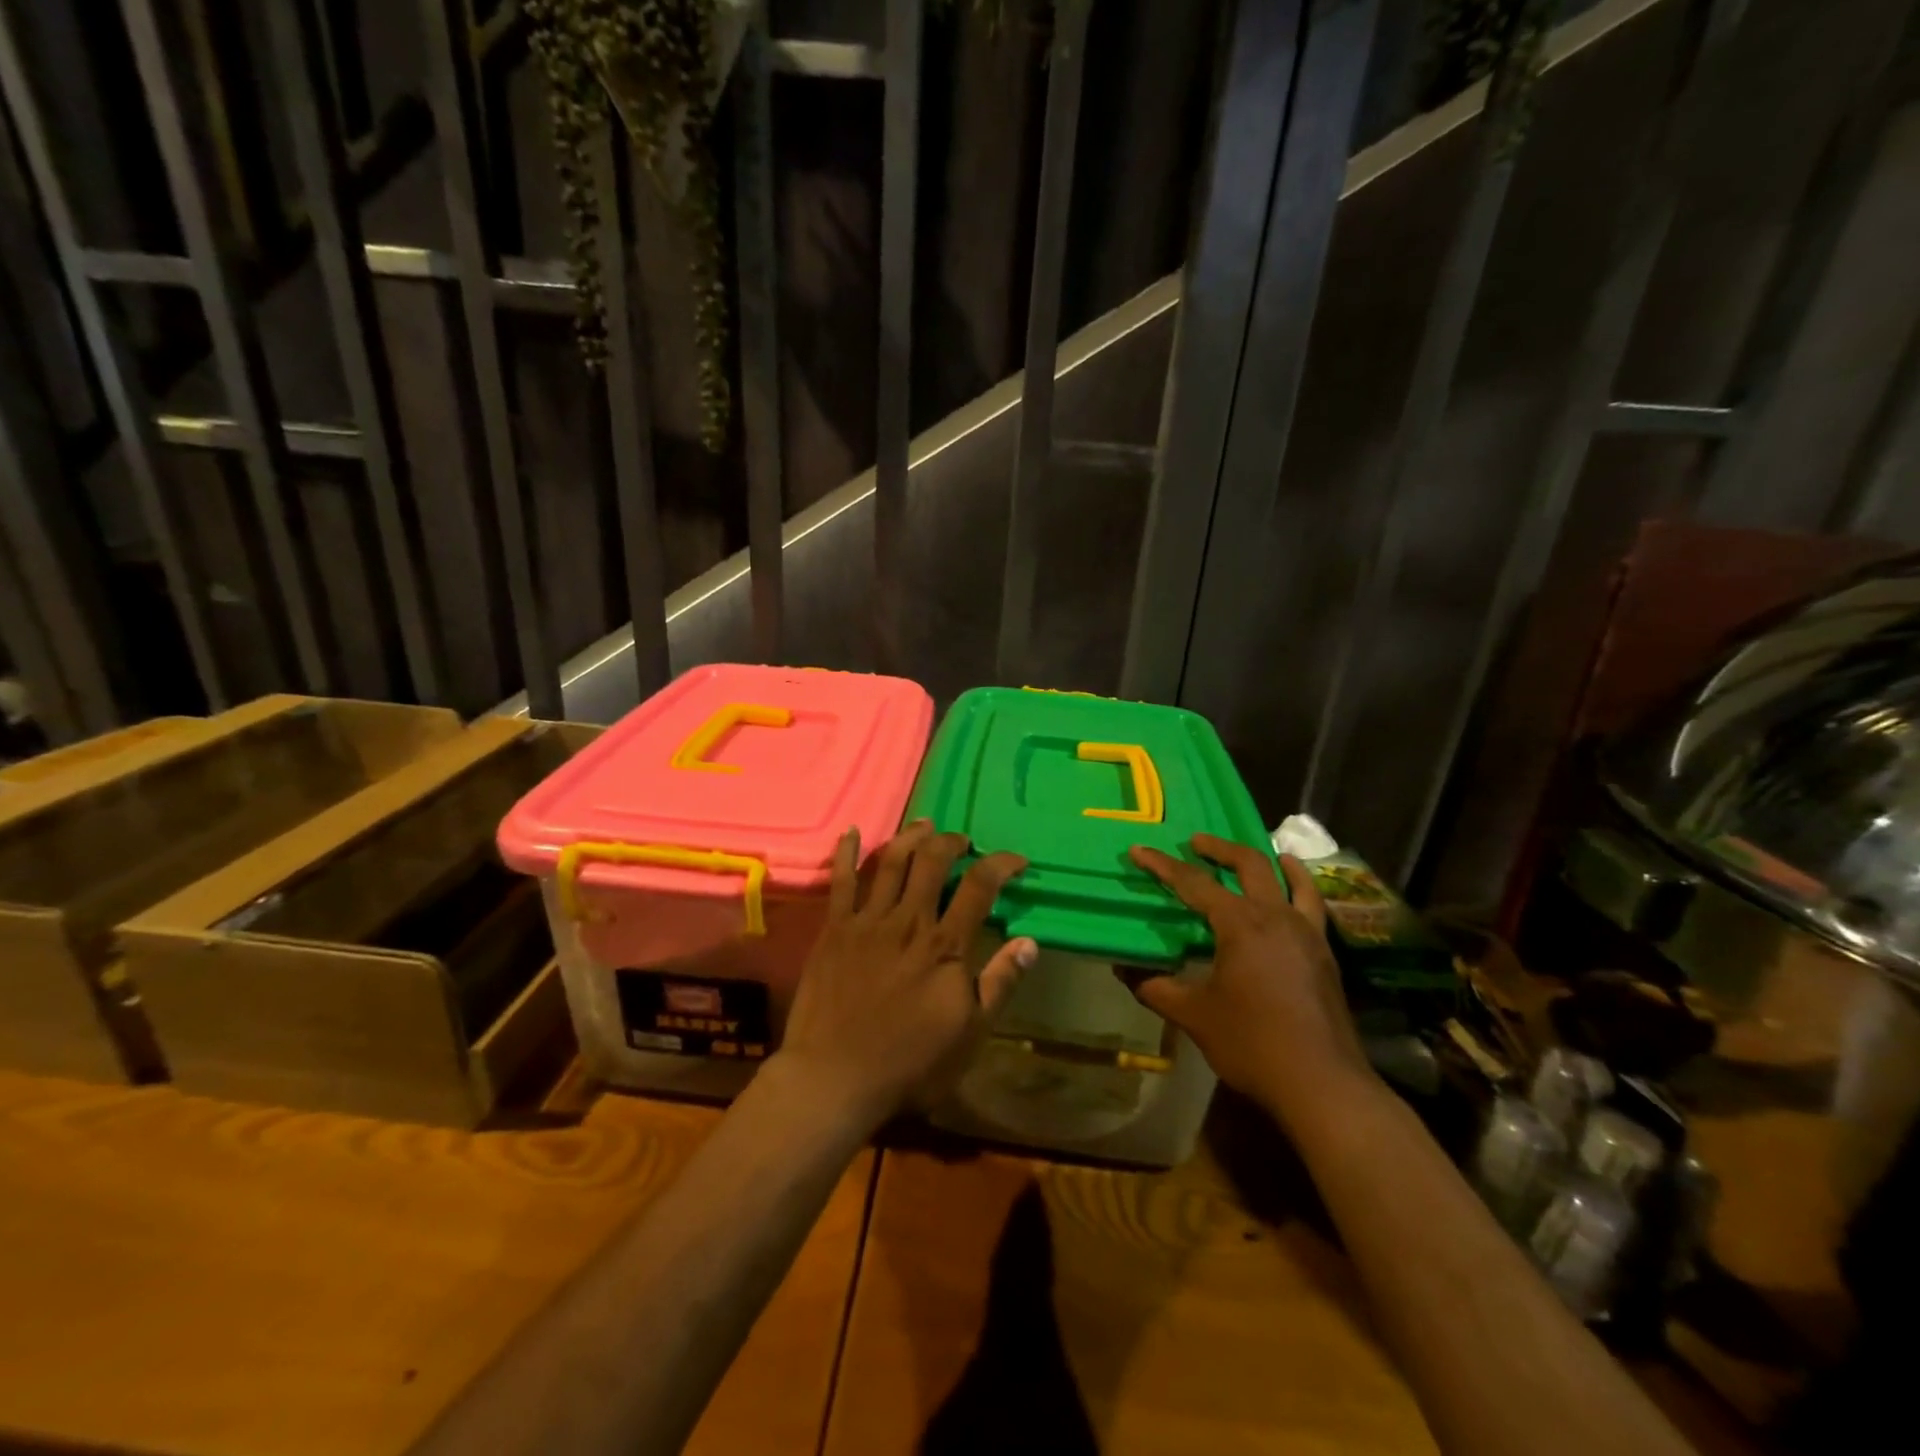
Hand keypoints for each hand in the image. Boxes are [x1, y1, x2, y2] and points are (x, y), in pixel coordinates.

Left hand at [775, 820, 1034, 1130]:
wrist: (834, 1078)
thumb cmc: (909, 1064)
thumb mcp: (969, 1035)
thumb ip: (999, 985)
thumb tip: (1030, 942)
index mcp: (945, 946)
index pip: (979, 887)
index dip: (1001, 864)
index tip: (1016, 861)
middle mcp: (908, 921)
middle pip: (932, 862)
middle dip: (952, 843)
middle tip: (962, 842)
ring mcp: (867, 921)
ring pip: (891, 862)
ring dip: (911, 837)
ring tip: (924, 825)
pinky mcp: (834, 929)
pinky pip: (842, 881)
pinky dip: (848, 853)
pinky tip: (852, 832)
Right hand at [1128, 834, 1374, 1123]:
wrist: (1322, 1084)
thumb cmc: (1252, 1044)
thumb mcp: (1193, 1016)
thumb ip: (1154, 986)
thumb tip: (1122, 968)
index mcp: (1241, 924)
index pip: (1194, 884)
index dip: (1163, 865)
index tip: (1138, 850)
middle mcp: (1276, 917)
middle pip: (1249, 864)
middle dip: (1219, 848)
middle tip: (1196, 841)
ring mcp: (1307, 933)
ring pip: (1292, 879)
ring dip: (1268, 860)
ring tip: (1257, 853)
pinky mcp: (1325, 954)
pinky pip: (1312, 905)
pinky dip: (1300, 887)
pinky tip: (1292, 896)